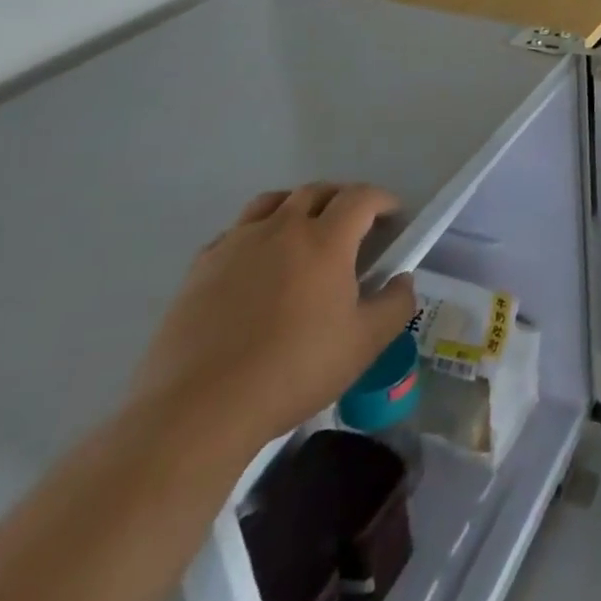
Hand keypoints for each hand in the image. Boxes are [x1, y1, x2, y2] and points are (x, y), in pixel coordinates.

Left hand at [127, 184, 416, 453]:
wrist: (198, 410)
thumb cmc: (293, 371)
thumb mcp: (365, 344)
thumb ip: (396, 305)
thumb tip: (402, 280)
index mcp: (326, 239)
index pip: (361, 198)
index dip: (382, 200)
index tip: (393, 216)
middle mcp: (282, 228)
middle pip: (317, 191)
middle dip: (342, 199)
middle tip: (354, 224)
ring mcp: (237, 244)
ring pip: (273, 202)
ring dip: (297, 206)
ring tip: (304, 232)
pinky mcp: (201, 267)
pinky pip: (236, 232)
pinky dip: (256, 234)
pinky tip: (257, 265)